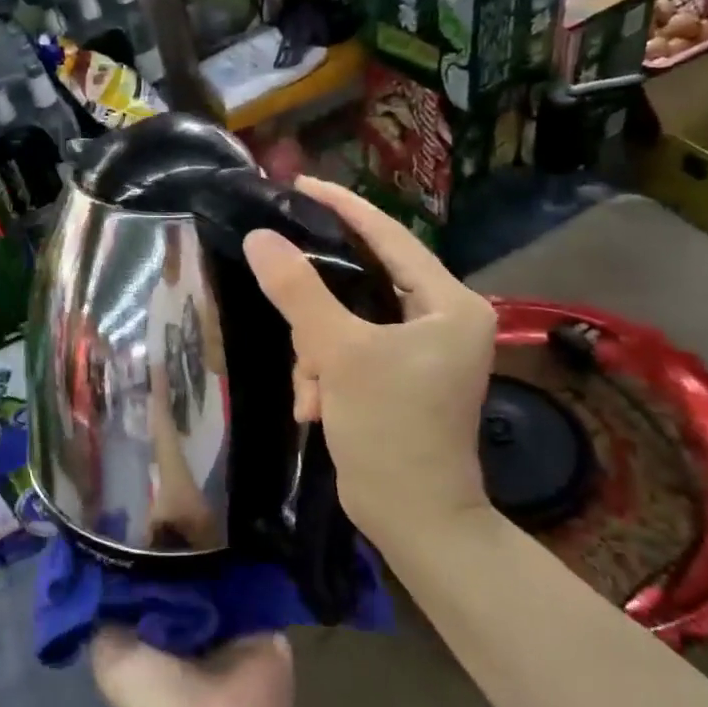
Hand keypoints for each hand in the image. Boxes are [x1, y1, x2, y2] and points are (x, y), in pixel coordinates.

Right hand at [242, 176, 495, 543]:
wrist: (414, 522)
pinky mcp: (395, 376)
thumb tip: (260, 237)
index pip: (390, 236)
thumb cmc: (391, 430)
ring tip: (311, 391)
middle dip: (317, 310)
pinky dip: (324, 373)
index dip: (343, 206)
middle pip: (361, 281)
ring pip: (344, 320)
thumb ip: (298, 291)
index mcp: (448, 304)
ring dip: (316, 352)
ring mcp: (417, 351)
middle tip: (286, 308)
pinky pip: (345, 350)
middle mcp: (440, 320)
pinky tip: (314, 406)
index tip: (298, 184)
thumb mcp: (339, 354)